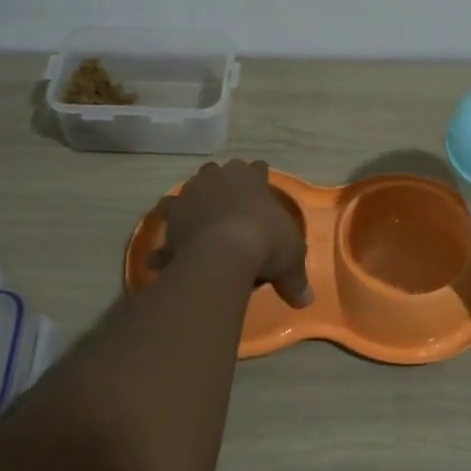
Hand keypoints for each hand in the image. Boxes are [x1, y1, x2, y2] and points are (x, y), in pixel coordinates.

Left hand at [154, 160, 312, 308]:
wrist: (223, 254)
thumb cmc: (266, 242)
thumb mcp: (291, 260)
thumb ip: (296, 278)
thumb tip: (306, 301)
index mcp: (249, 177)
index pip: (256, 169)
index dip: (258, 178)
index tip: (260, 185)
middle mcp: (216, 179)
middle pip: (216, 173)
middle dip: (220, 186)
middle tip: (227, 205)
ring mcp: (189, 197)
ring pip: (187, 194)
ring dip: (191, 207)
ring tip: (196, 225)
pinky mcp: (169, 220)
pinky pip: (167, 231)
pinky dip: (167, 243)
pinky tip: (165, 258)